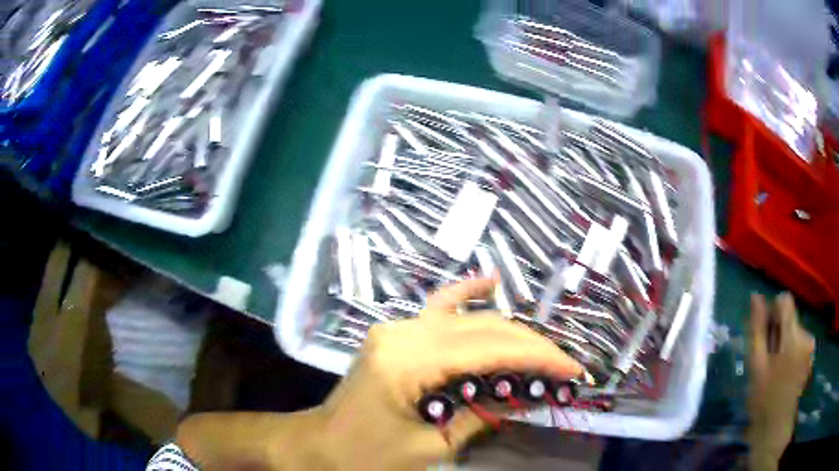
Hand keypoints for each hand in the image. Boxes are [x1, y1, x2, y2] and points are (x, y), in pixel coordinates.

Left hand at [318, 277, 582, 469]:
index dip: (537, 358)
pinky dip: (467, 294)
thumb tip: (533, 395)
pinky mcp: (396, 332)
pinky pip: (437, 308)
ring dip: (509, 331)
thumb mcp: (433, 445)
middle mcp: (403, 333)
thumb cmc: (370, 456)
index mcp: (408, 363)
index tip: (572, 369)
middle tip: (564, 364)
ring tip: (542, 348)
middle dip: (530, 345)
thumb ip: (483, 414)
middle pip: (482, 329)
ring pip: (467, 319)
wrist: (323, 444)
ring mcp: (397, 328)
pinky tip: (492, 282)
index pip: (489, 351)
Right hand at [746, 293, 814, 469]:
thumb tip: (756, 296)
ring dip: (783, 343)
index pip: (785, 302)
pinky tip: (783, 372)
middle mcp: (806, 336)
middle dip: (777, 333)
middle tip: (767, 360)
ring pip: (794, 330)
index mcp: (794, 338)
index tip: (765, 336)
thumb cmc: (763, 400)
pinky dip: (789, 351)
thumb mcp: (756, 366)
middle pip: (790, 317)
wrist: (774, 429)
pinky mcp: (810, 356)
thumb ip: (758, 330)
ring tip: (775, 369)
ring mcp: (810, 347)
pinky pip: (799, 342)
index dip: (772, 313)